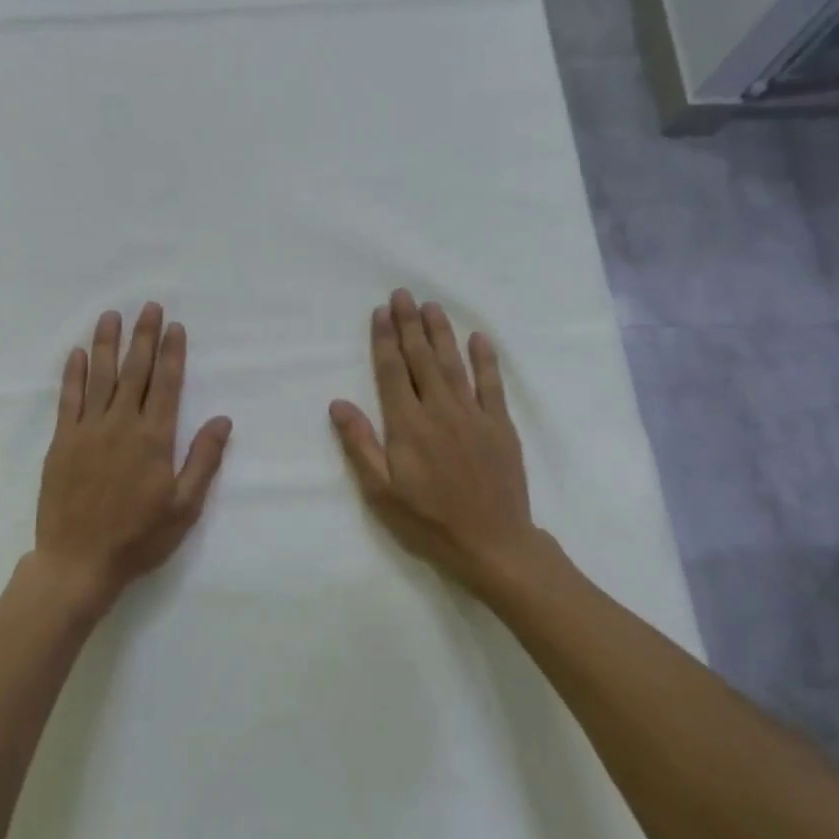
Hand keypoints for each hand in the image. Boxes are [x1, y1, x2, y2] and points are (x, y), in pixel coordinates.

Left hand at [34, 303, 231, 610]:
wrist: (79, 562)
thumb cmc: (139, 537)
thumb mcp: (184, 506)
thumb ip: (203, 459)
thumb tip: (223, 419)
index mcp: (154, 439)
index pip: (167, 384)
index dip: (172, 353)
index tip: (174, 326)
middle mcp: (121, 425)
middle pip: (135, 371)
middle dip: (143, 337)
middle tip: (148, 306)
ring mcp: (88, 431)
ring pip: (100, 377)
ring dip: (107, 344)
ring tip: (112, 316)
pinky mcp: (62, 442)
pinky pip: (69, 399)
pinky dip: (74, 374)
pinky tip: (78, 353)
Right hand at [329, 289, 540, 591]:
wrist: (492, 544)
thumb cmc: (428, 522)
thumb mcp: (381, 493)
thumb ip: (360, 445)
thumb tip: (338, 403)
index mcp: (407, 425)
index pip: (391, 372)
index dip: (384, 340)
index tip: (380, 312)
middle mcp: (439, 410)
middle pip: (421, 359)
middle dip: (409, 324)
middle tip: (403, 295)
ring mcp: (473, 415)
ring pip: (454, 363)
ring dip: (441, 333)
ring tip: (431, 306)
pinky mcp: (500, 425)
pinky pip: (492, 384)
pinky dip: (486, 359)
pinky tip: (479, 338)